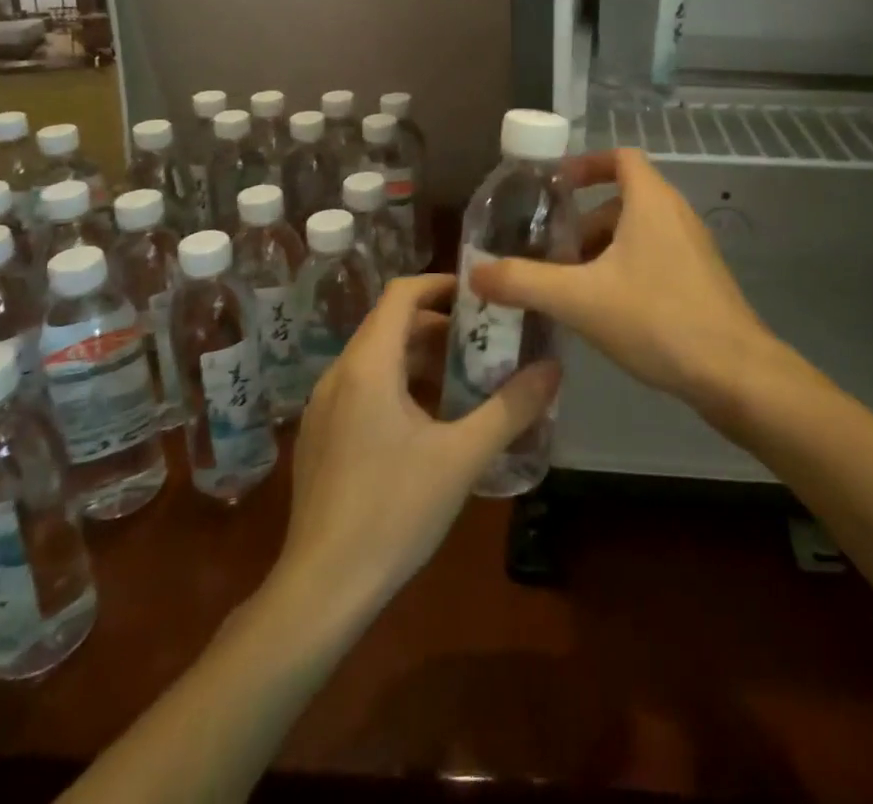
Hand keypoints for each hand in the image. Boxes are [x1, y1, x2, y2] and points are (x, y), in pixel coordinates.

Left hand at [276, 274, 559, 618]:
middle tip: (485, 340)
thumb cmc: (393, 512)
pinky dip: (398, 384)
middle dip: (439, 325)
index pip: (402, 292)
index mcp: (369, 365)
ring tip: (465, 379)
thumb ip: (510, 408)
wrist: (321, 589)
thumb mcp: (462, 457)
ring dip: (420, 357)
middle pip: (390, 324)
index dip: (441, 283)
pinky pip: (362, 387)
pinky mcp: (320, 436)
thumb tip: (553, 369)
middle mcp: (339, 374)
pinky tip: (428, 422)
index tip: (481, 294)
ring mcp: (323, 406)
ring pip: (376, 358)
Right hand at [472, 148, 775, 409]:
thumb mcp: (580, 299)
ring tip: (569, 285)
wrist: (735, 373)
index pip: (620, 157)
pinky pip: (654, 257)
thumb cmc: (657, 319)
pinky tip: (604, 310)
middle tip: (551, 251)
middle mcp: (676, 214)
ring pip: (637, 232)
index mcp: (651, 201)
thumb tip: (475, 273)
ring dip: (601, 249)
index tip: (554, 187)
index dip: (585, 164)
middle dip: (583, 221)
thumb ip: (524, 282)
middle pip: (622, 199)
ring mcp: (692, 248)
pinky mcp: (700, 279)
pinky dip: (624, 268)